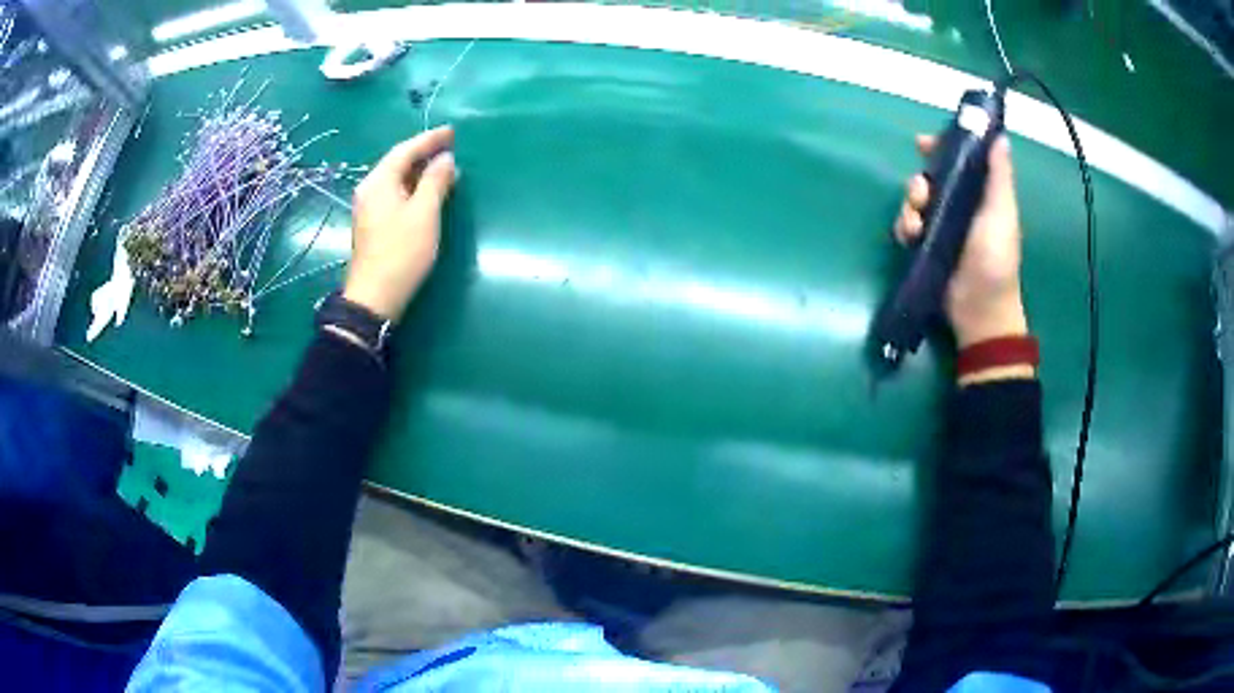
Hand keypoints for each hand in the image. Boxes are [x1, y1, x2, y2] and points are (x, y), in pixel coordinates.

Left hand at [343, 126, 457, 322]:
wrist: (375, 296)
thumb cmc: (402, 252)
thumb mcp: (424, 213)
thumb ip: (436, 181)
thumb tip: (446, 159)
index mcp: (379, 182)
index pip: (405, 150)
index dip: (429, 139)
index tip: (451, 132)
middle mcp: (370, 189)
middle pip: (398, 162)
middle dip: (424, 153)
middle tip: (450, 146)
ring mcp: (369, 207)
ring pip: (397, 179)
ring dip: (420, 171)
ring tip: (444, 167)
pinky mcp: (373, 223)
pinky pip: (395, 193)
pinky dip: (413, 187)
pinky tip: (428, 191)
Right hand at [893, 134, 1027, 348]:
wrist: (979, 310)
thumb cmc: (995, 260)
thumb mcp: (1001, 213)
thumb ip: (999, 176)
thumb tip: (999, 136)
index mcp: (979, 194)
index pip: (958, 161)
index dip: (941, 147)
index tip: (923, 143)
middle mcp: (958, 205)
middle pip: (930, 177)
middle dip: (920, 181)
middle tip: (921, 192)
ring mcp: (940, 226)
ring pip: (915, 200)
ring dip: (910, 205)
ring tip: (916, 223)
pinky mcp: (926, 246)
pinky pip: (907, 225)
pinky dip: (905, 226)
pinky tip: (910, 236)